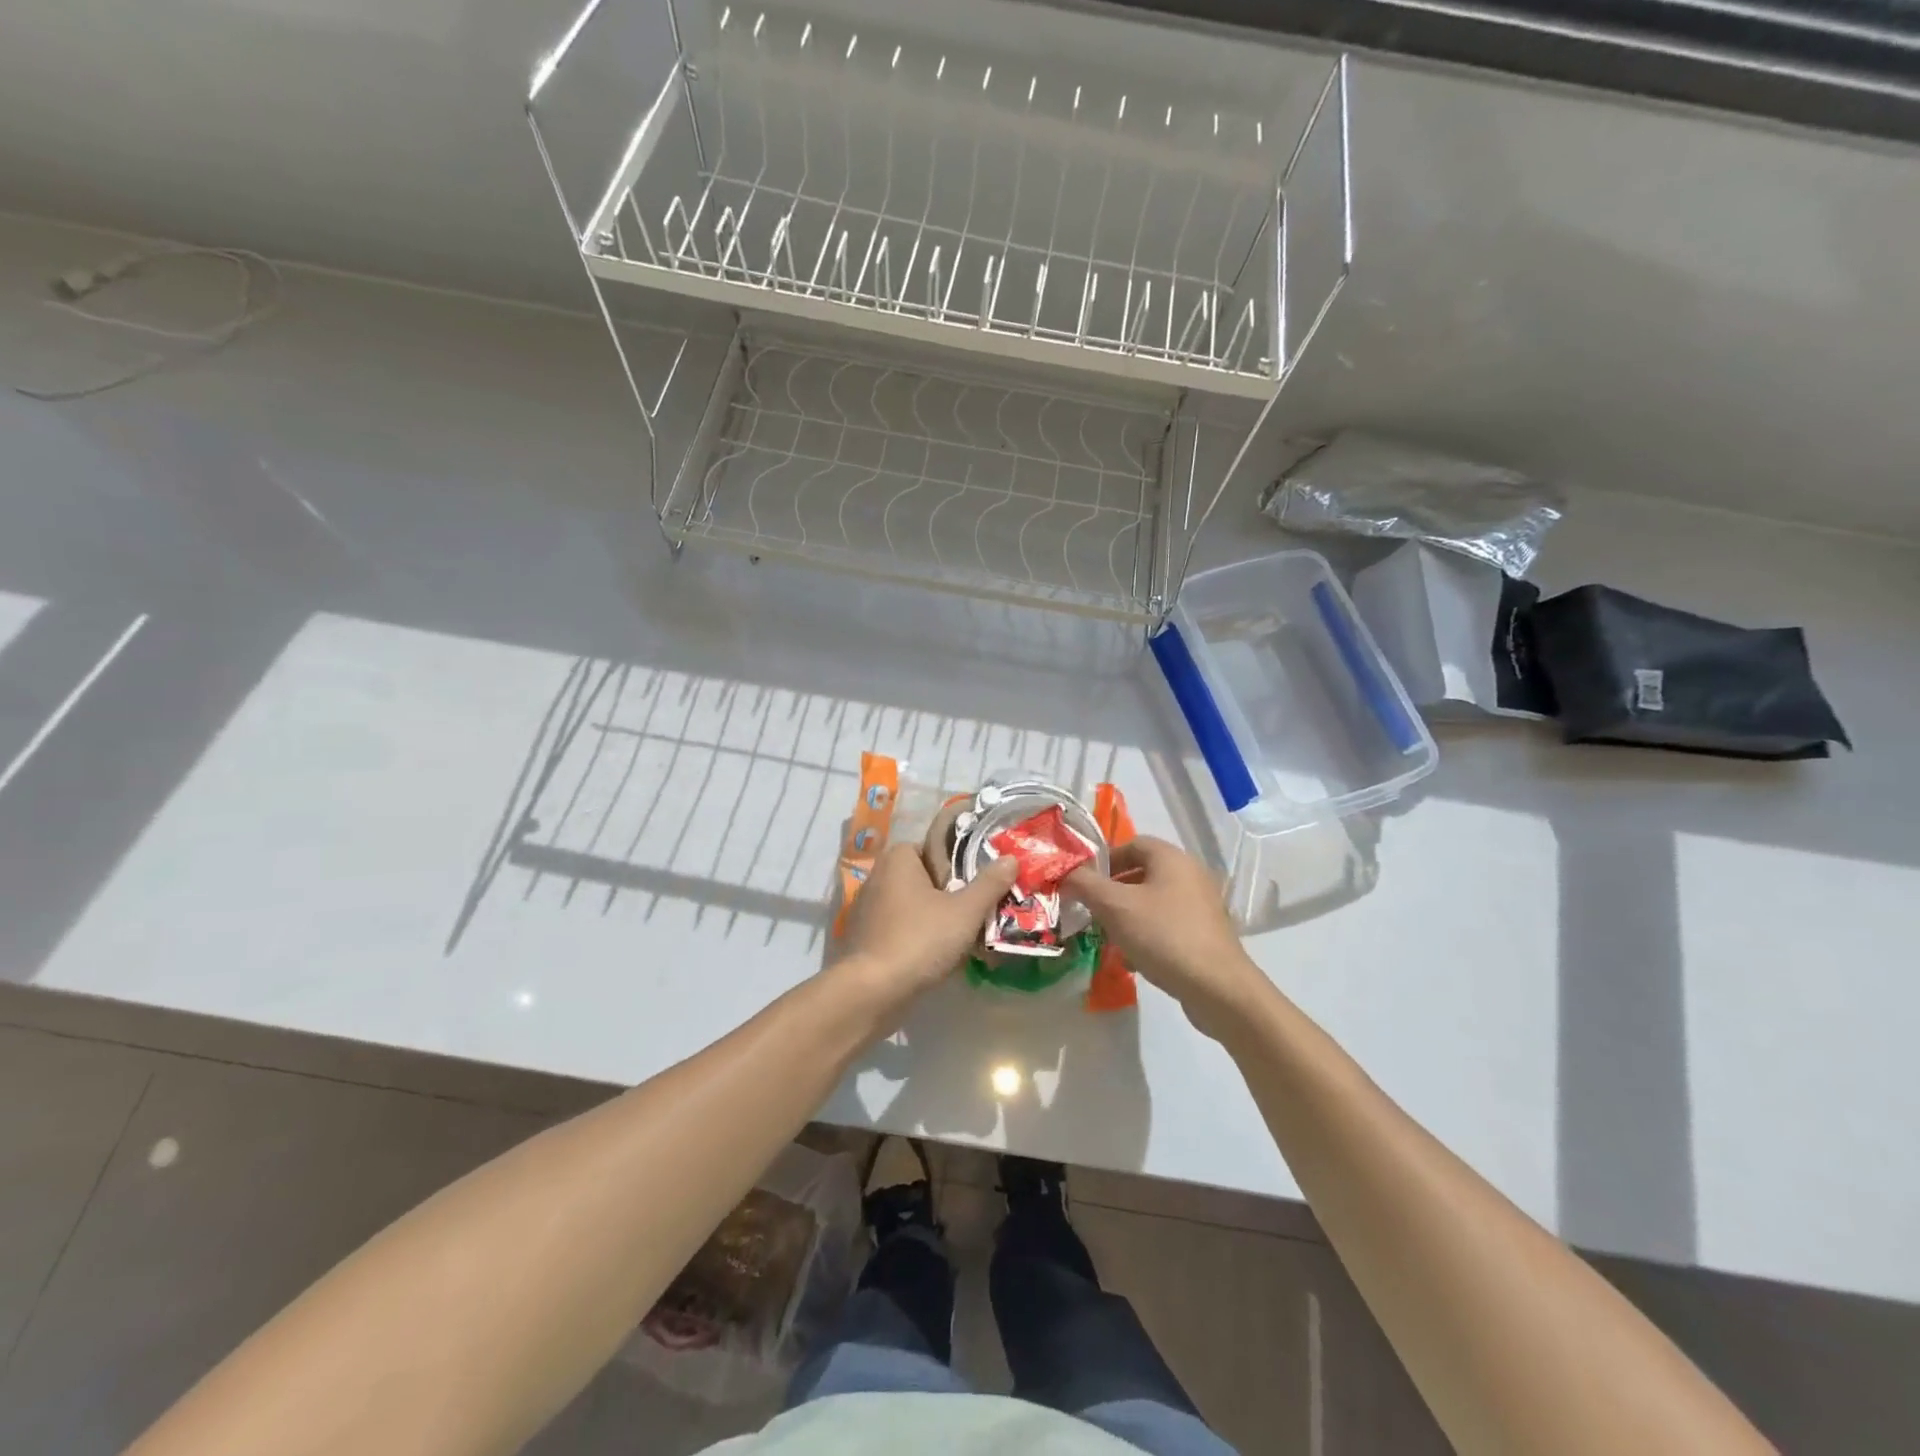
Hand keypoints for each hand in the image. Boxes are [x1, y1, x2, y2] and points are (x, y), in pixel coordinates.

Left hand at [837, 843, 1018, 1013]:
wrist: (871, 993)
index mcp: (898, 858)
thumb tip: (1011, 859)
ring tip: (964, 936)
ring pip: (913, 906)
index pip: (934, 848)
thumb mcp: (965, 912)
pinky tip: (937, 956)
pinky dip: (918, 937)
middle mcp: (878, 876)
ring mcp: (867, 909)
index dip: (959, 863)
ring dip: (935, 918)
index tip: (980, 882)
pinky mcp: (865, 938)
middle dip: (950, 893)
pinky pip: (900, 929)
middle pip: (925, 878)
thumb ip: (989, 884)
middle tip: (978, 911)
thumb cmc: (919, 940)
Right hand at [1063, 837, 1268, 1039]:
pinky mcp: (1205, 933)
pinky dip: (1146, 933)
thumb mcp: (1114, 906)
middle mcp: (1190, 874)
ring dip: (1126, 914)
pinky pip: (1167, 924)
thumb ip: (1084, 884)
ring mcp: (1201, 905)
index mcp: (1171, 858)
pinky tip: (1132, 958)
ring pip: (1152, 901)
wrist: (1217, 988)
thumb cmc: (1163, 935)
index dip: (1103, 860)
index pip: (1131, 844)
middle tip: (1090, 910)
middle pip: (1141, 872)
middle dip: (1111, 891)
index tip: (1082, 883)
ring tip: (1107, 936)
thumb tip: (1065, 874)